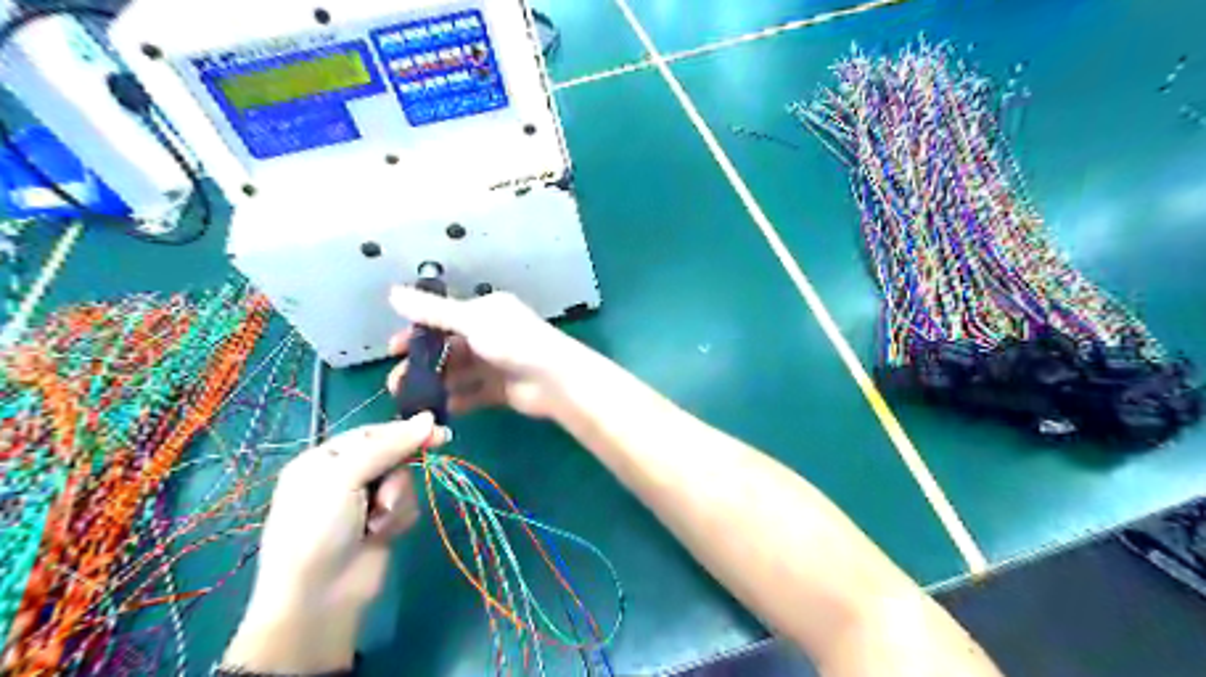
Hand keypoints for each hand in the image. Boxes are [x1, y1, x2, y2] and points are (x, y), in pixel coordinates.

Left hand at [223, 414, 450, 674]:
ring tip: (377, 521)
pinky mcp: (382, 524)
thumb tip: (429, 418)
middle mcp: (344, 477)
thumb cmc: (319, 528)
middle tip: (431, 457)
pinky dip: (398, 518)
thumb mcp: (344, 477)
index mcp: (324, 459)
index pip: (372, 433)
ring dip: (396, 499)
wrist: (319, 597)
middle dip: (398, 471)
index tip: (438, 431)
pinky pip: (406, 506)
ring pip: (403, 481)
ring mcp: (364, 502)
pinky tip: (381, 535)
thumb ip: (388, 446)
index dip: (404, 431)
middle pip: (392, 456)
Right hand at [388, 286, 592, 417]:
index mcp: (485, 312)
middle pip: (448, 349)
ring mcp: (495, 364)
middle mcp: (489, 335)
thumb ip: (433, 312)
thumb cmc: (514, 342)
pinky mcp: (500, 390)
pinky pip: (471, 394)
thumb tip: (392, 292)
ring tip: (411, 400)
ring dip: (435, 384)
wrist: (555, 380)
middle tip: (397, 381)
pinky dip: (455, 401)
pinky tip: (437, 411)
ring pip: (457, 373)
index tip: (392, 349)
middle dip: (422, 363)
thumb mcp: (471, 321)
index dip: (417, 332)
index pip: (443, 318)